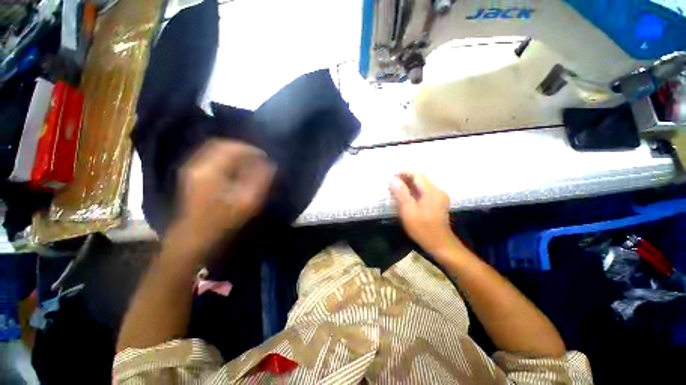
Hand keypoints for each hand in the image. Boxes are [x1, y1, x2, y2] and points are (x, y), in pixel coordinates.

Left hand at [165, 139, 274, 260]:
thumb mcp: (247, 202)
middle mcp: (197, 165)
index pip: (231, 148)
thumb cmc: (223, 221)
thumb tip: (269, 164)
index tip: (265, 156)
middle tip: (258, 156)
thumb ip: (260, 180)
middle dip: (241, 147)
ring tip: (249, 159)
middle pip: (220, 144)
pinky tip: (235, 166)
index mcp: (210, 171)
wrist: (194, 237)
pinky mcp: (192, 174)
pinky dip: (225, 156)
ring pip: (214, 149)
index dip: (250, 149)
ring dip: (233, 151)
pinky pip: (210, 156)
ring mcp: (192, 169)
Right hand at [389, 172, 459, 255]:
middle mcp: (437, 190)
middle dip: (404, 179)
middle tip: (391, 184)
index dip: (403, 172)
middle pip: (419, 178)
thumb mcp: (408, 211)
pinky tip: (406, 198)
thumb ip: (400, 193)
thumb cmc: (422, 228)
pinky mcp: (438, 202)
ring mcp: (439, 196)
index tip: (391, 176)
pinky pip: (424, 192)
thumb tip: (392, 179)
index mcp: (431, 191)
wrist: (440, 244)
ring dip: (408, 185)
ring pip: (421, 185)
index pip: (417, 174)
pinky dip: (413, 192)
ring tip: (395, 190)